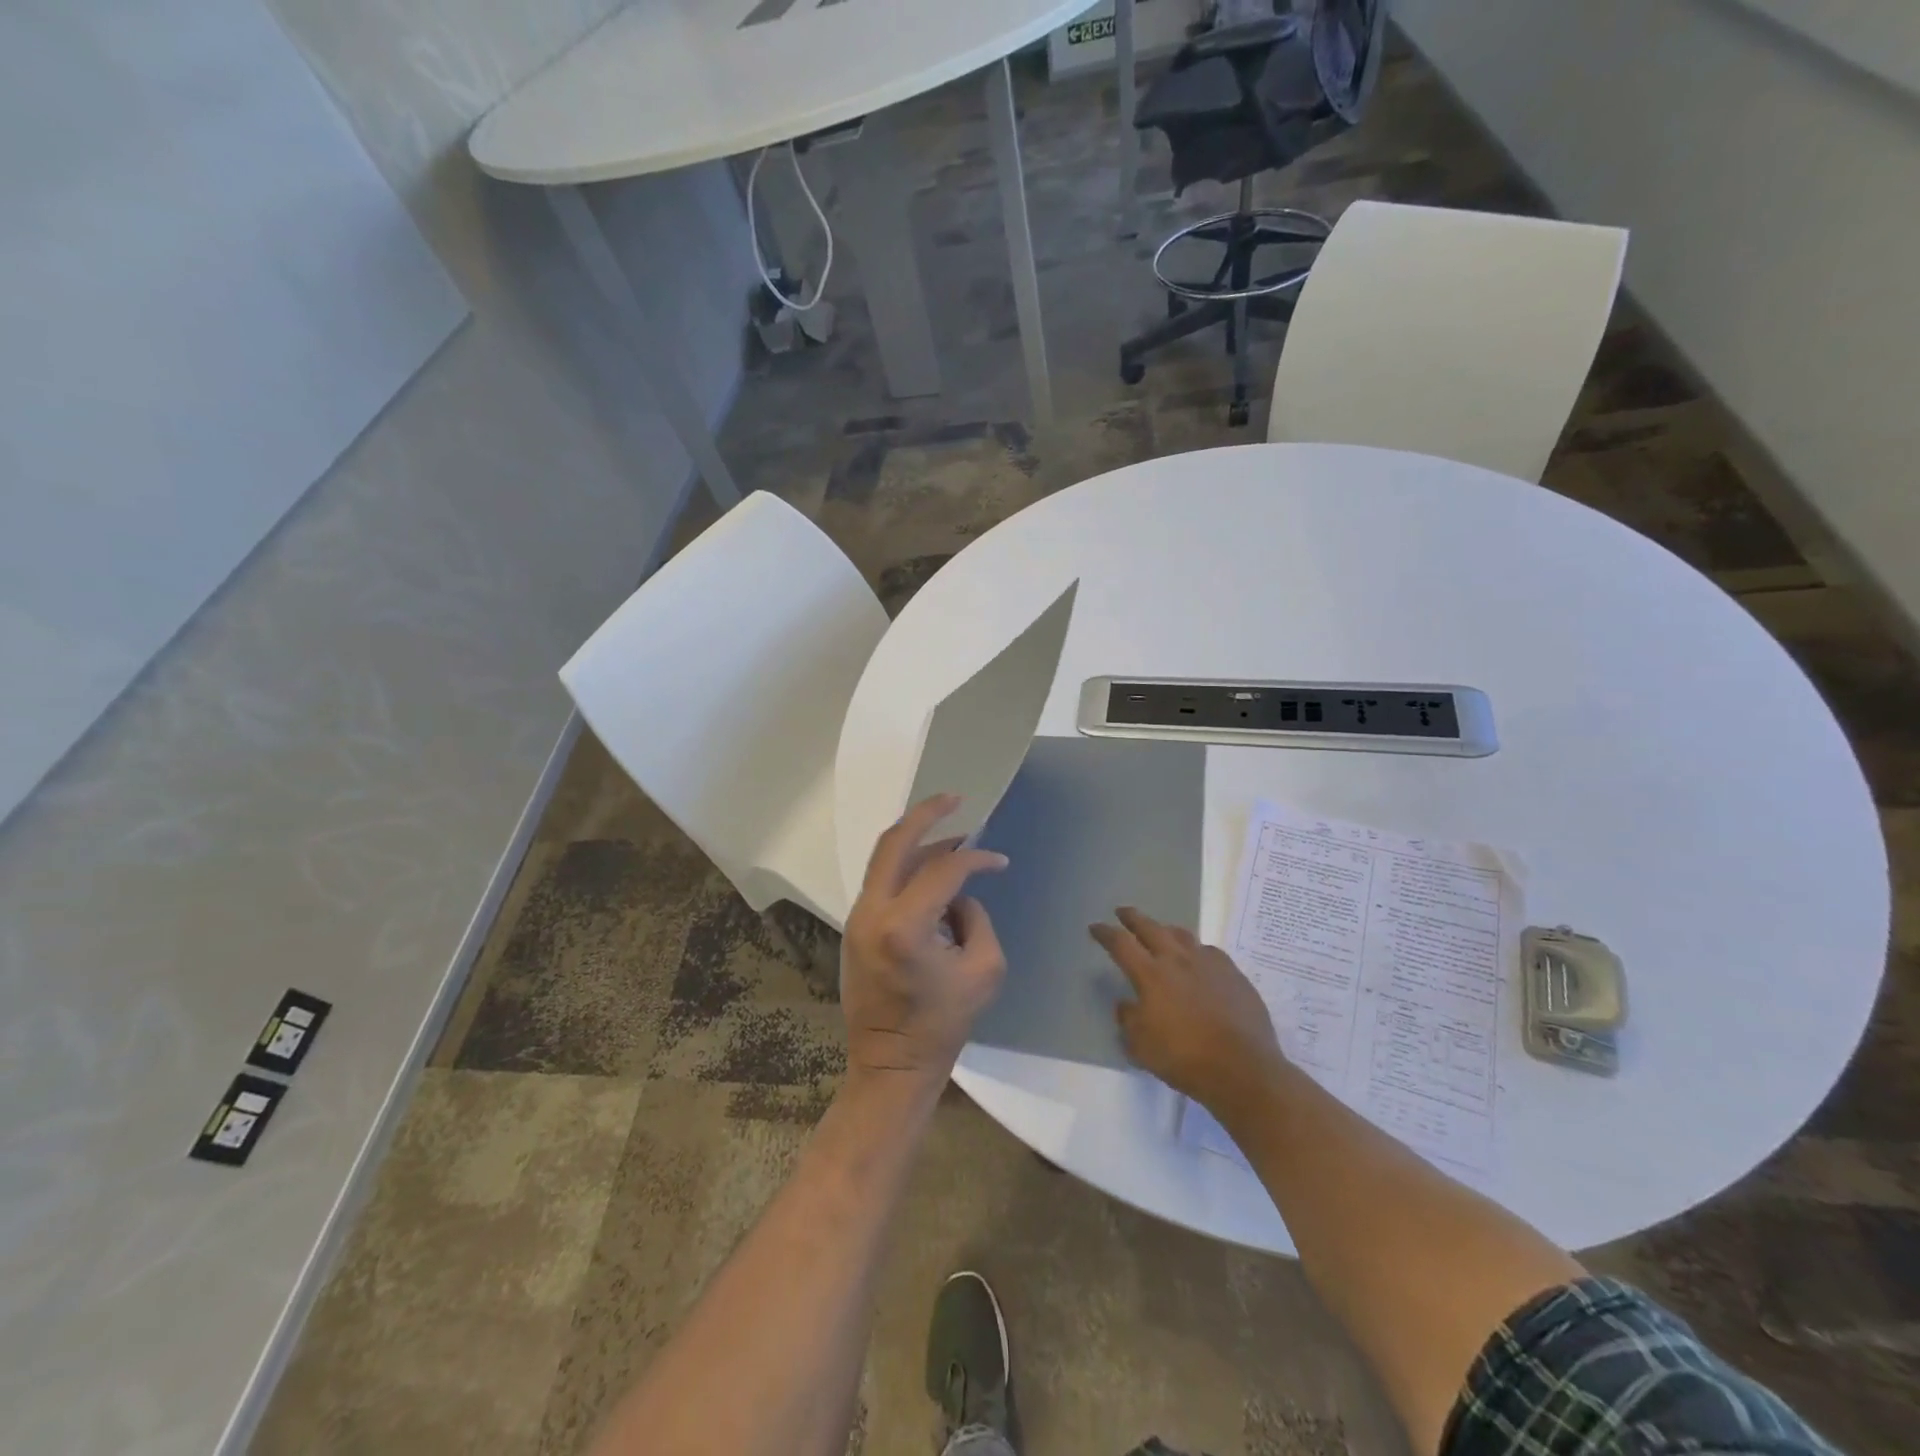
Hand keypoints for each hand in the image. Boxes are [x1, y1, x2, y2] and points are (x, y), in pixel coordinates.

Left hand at [840, 794, 1008, 1086]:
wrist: (891, 1064)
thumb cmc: (943, 1024)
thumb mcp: (984, 969)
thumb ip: (976, 918)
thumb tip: (958, 896)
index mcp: (904, 926)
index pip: (944, 870)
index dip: (976, 858)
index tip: (998, 861)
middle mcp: (872, 912)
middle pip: (894, 842)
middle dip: (926, 813)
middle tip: (955, 798)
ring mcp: (856, 918)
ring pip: (884, 859)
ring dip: (917, 840)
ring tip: (950, 834)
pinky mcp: (854, 927)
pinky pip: (881, 882)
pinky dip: (906, 867)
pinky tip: (929, 866)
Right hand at [1090, 907, 1285, 1116]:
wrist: (1242, 1068)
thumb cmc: (1184, 1058)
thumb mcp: (1141, 1046)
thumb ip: (1128, 1019)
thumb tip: (1126, 1004)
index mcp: (1151, 975)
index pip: (1121, 944)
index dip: (1105, 933)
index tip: (1095, 927)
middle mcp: (1178, 960)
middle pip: (1151, 928)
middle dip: (1133, 918)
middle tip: (1123, 912)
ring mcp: (1209, 963)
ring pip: (1183, 935)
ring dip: (1166, 930)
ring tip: (1161, 931)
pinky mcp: (1234, 974)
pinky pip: (1210, 952)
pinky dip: (1197, 951)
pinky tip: (1199, 959)